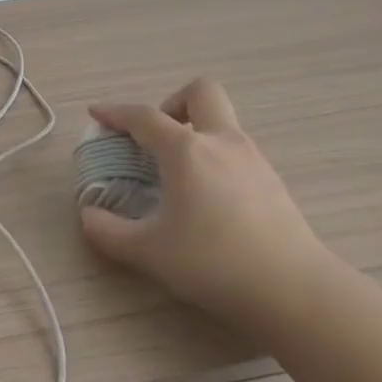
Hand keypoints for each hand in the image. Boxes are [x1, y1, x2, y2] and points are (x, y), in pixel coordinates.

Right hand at [80, 77, 340, 333]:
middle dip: (173, 103)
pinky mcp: (273, 181)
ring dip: (196, 132)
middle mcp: (222, 142)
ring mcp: (253, 159)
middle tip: (156, 139)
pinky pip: (237, 151)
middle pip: (201, 92)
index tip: (97, 114)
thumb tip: (89, 215)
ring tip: (178, 175)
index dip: (115, 112)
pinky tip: (208, 199)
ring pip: (223, 122)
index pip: (144, 117)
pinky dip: (216, 158)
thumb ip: (108, 231)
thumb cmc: (212, 262)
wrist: (291, 288)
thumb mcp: (148, 252)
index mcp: (186, 151)